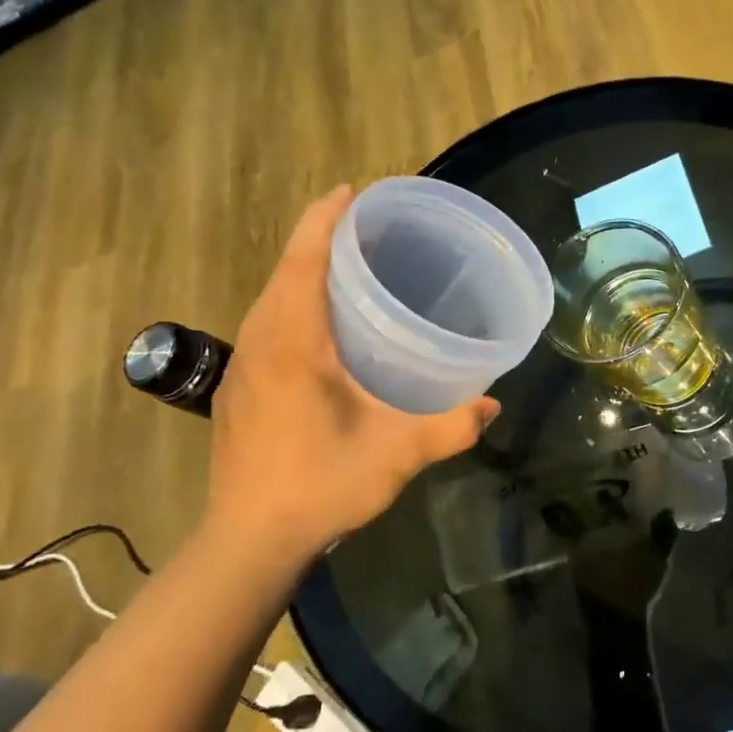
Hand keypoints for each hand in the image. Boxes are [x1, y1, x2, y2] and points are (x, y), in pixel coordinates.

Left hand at [203, 186, 497, 568]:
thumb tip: (491, 406)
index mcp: (292, 343)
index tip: (352, 191)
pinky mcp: (241, 389)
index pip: (303, 261)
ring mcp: (244, 367)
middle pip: (285, 271)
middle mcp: (261, 343)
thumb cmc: (320, 485)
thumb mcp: (396, 455)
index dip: (325, 220)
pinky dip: (296, 304)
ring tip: (352, 269)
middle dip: (320, 239)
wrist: (249, 540)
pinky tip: (327, 328)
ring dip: (305, 272)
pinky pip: (269, 325)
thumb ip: (450, 427)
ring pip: (273, 299)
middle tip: (369, 231)